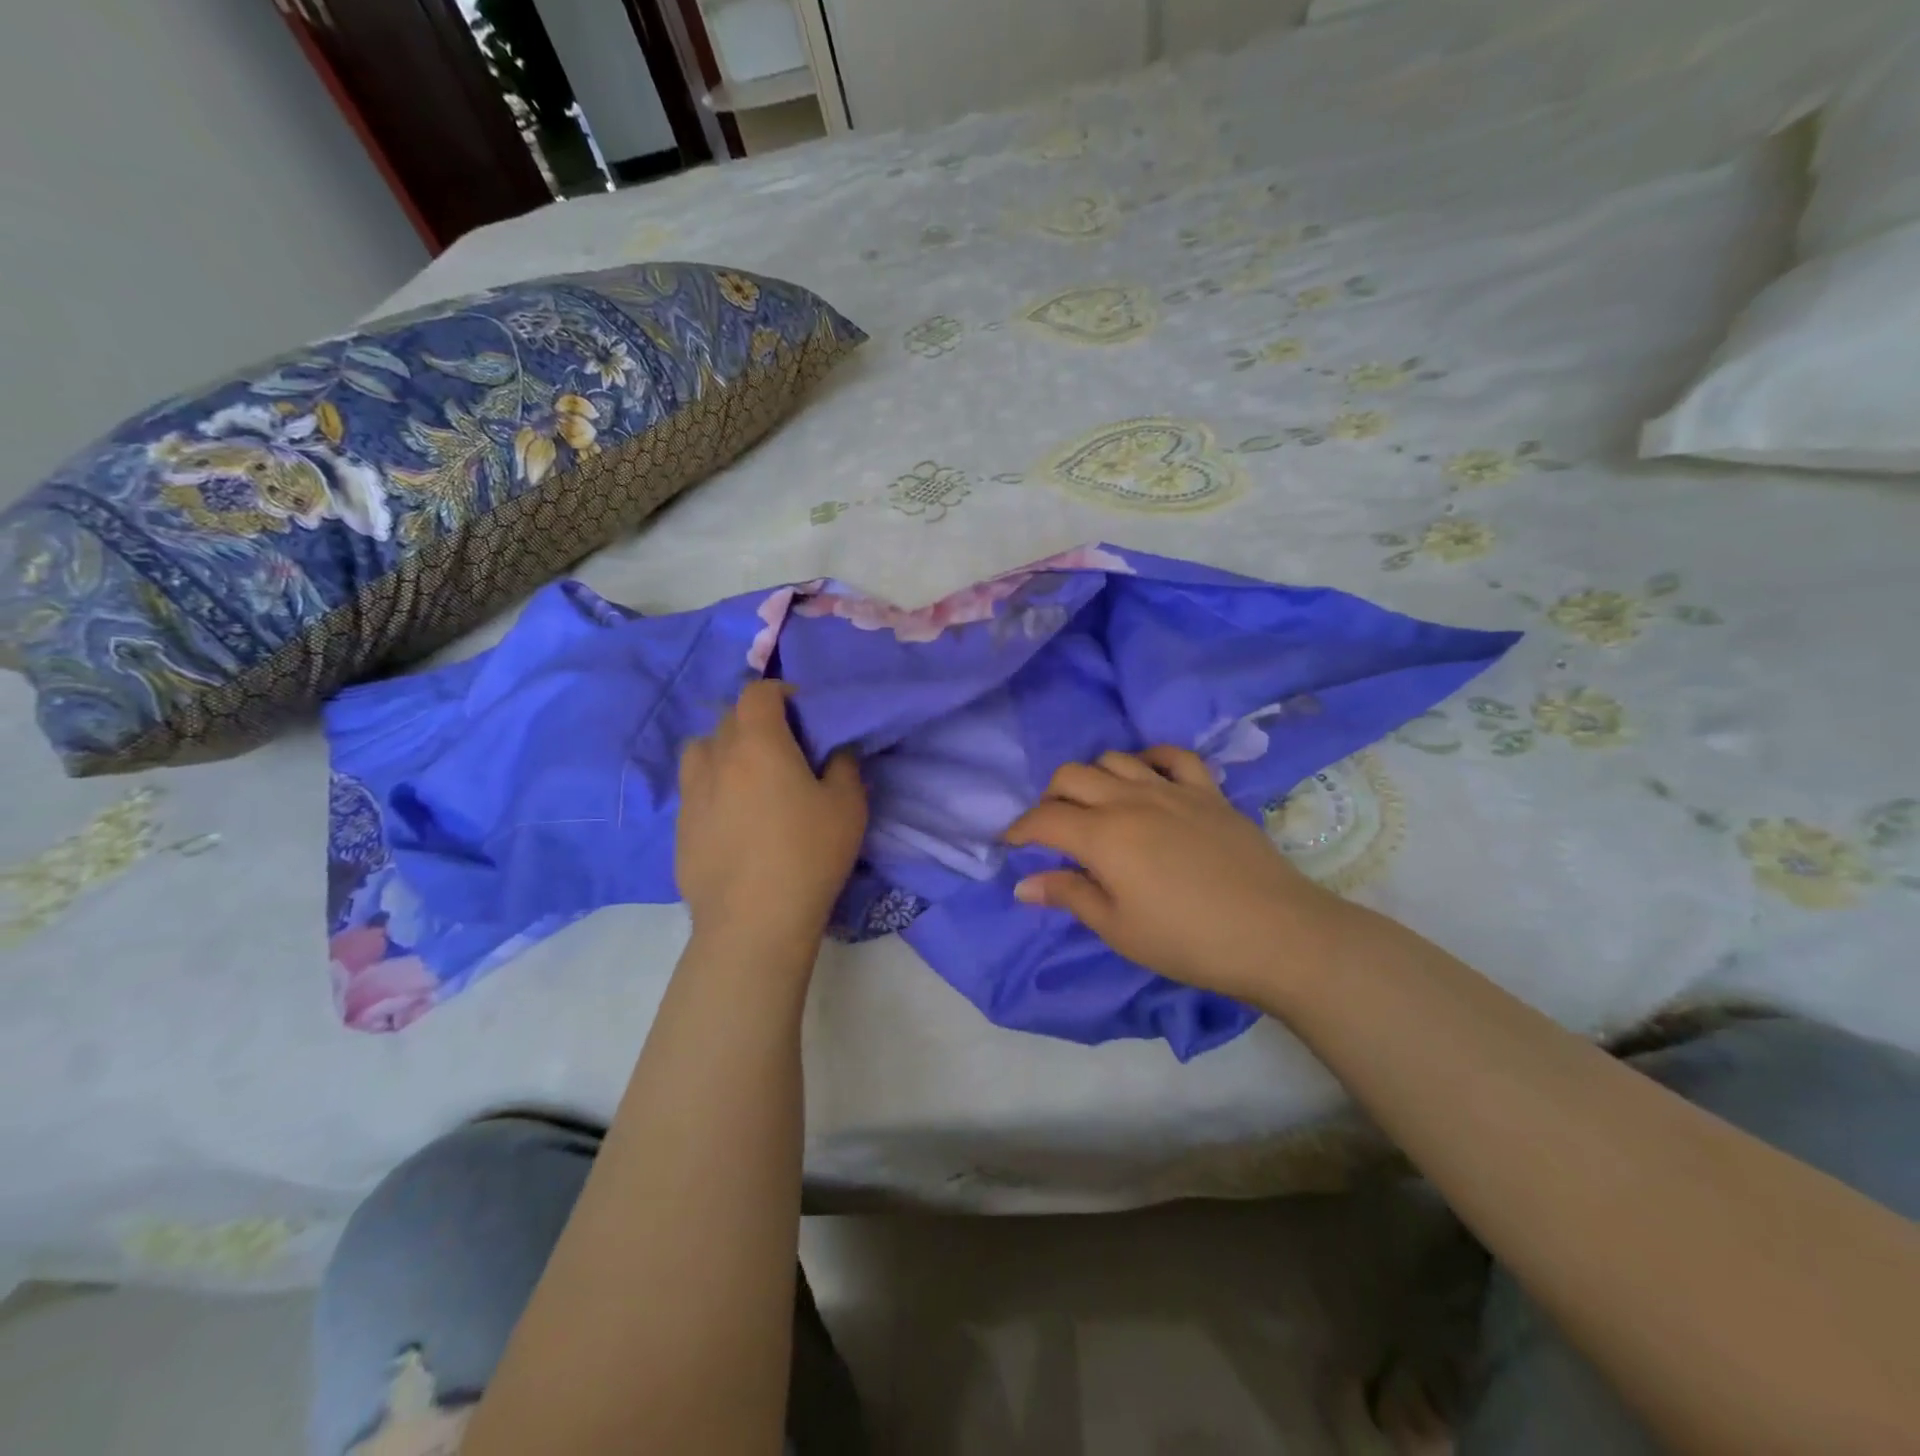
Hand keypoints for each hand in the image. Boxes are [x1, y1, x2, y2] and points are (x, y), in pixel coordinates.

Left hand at [677, 680, 866, 951]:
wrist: (753, 921)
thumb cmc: (808, 854)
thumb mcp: (848, 806)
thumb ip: (844, 765)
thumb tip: (836, 750)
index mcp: (758, 743)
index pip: (757, 693)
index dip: (780, 692)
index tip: (802, 711)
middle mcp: (716, 758)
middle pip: (729, 718)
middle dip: (756, 721)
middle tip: (784, 747)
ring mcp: (691, 794)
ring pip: (702, 751)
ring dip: (725, 750)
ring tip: (749, 776)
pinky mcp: (680, 828)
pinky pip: (695, 790)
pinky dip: (714, 788)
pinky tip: (735, 819)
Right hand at [1004, 747, 1351, 1002]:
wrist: (1275, 934)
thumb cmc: (1187, 940)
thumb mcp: (1118, 928)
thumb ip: (1069, 896)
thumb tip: (1023, 884)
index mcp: (1102, 836)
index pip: (1044, 819)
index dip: (1019, 830)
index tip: (1010, 844)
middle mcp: (1130, 800)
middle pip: (1072, 776)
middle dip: (1050, 797)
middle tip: (1052, 828)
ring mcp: (1172, 790)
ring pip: (1115, 759)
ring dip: (1093, 777)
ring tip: (1096, 806)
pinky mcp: (1208, 792)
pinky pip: (1173, 756)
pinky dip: (1150, 760)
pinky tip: (1146, 778)